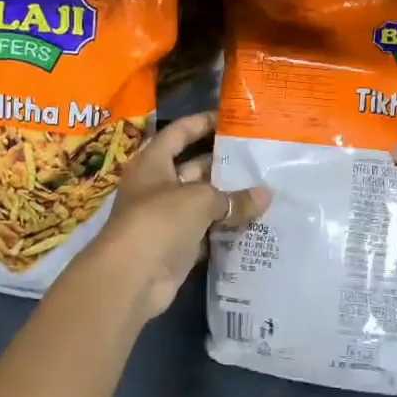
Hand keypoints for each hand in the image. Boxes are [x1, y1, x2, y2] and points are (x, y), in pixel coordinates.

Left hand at [85, 111, 269, 320]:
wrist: (131, 278)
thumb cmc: (159, 221)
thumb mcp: (200, 200)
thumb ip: (233, 197)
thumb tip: (266, 195)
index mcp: (153, 162)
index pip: (179, 132)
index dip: (203, 122)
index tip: (232, 118)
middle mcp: (157, 186)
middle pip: (194, 167)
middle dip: (224, 164)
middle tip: (260, 158)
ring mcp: (166, 218)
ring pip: (203, 202)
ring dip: (229, 199)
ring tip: (265, 189)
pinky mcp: (176, 246)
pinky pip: (206, 232)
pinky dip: (226, 229)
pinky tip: (255, 224)